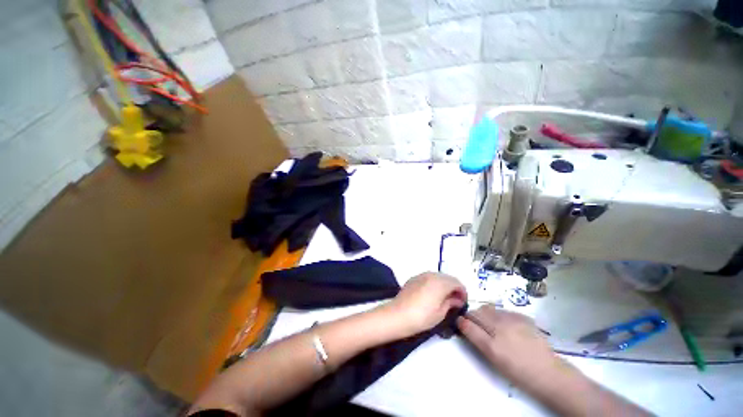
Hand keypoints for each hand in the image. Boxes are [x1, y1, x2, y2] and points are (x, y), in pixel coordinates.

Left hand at [384, 272, 466, 337]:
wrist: (398, 315)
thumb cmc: (422, 317)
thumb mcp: (440, 313)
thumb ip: (451, 303)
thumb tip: (457, 299)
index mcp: (440, 282)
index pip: (456, 282)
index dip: (462, 292)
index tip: (462, 302)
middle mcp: (431, 275)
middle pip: (447, 278)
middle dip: (453, 287)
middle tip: (455, 301)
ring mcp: (421, 275)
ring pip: (437, 276)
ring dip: (443, 285)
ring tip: (443, 298)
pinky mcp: (413, 278)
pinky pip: (428, 278)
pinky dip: (433, 284)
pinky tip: (431, 295)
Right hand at [456, 306, 559, 382]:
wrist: (549, 372)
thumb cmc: (518, 372)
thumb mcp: (494, 359)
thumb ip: (477, 339)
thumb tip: (464, 325)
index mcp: (493, 345)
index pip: (468, 324)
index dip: (461, 321)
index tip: (459, 322)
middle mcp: (501, 328)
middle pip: (477, 312)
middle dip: (471, 316)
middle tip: (474, 324)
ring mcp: (512, 320)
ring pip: (488, 309)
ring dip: (484, 314)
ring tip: (490, 324)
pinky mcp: (522, 316)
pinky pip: (502, 310)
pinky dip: (498, 315)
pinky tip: (505, 325)